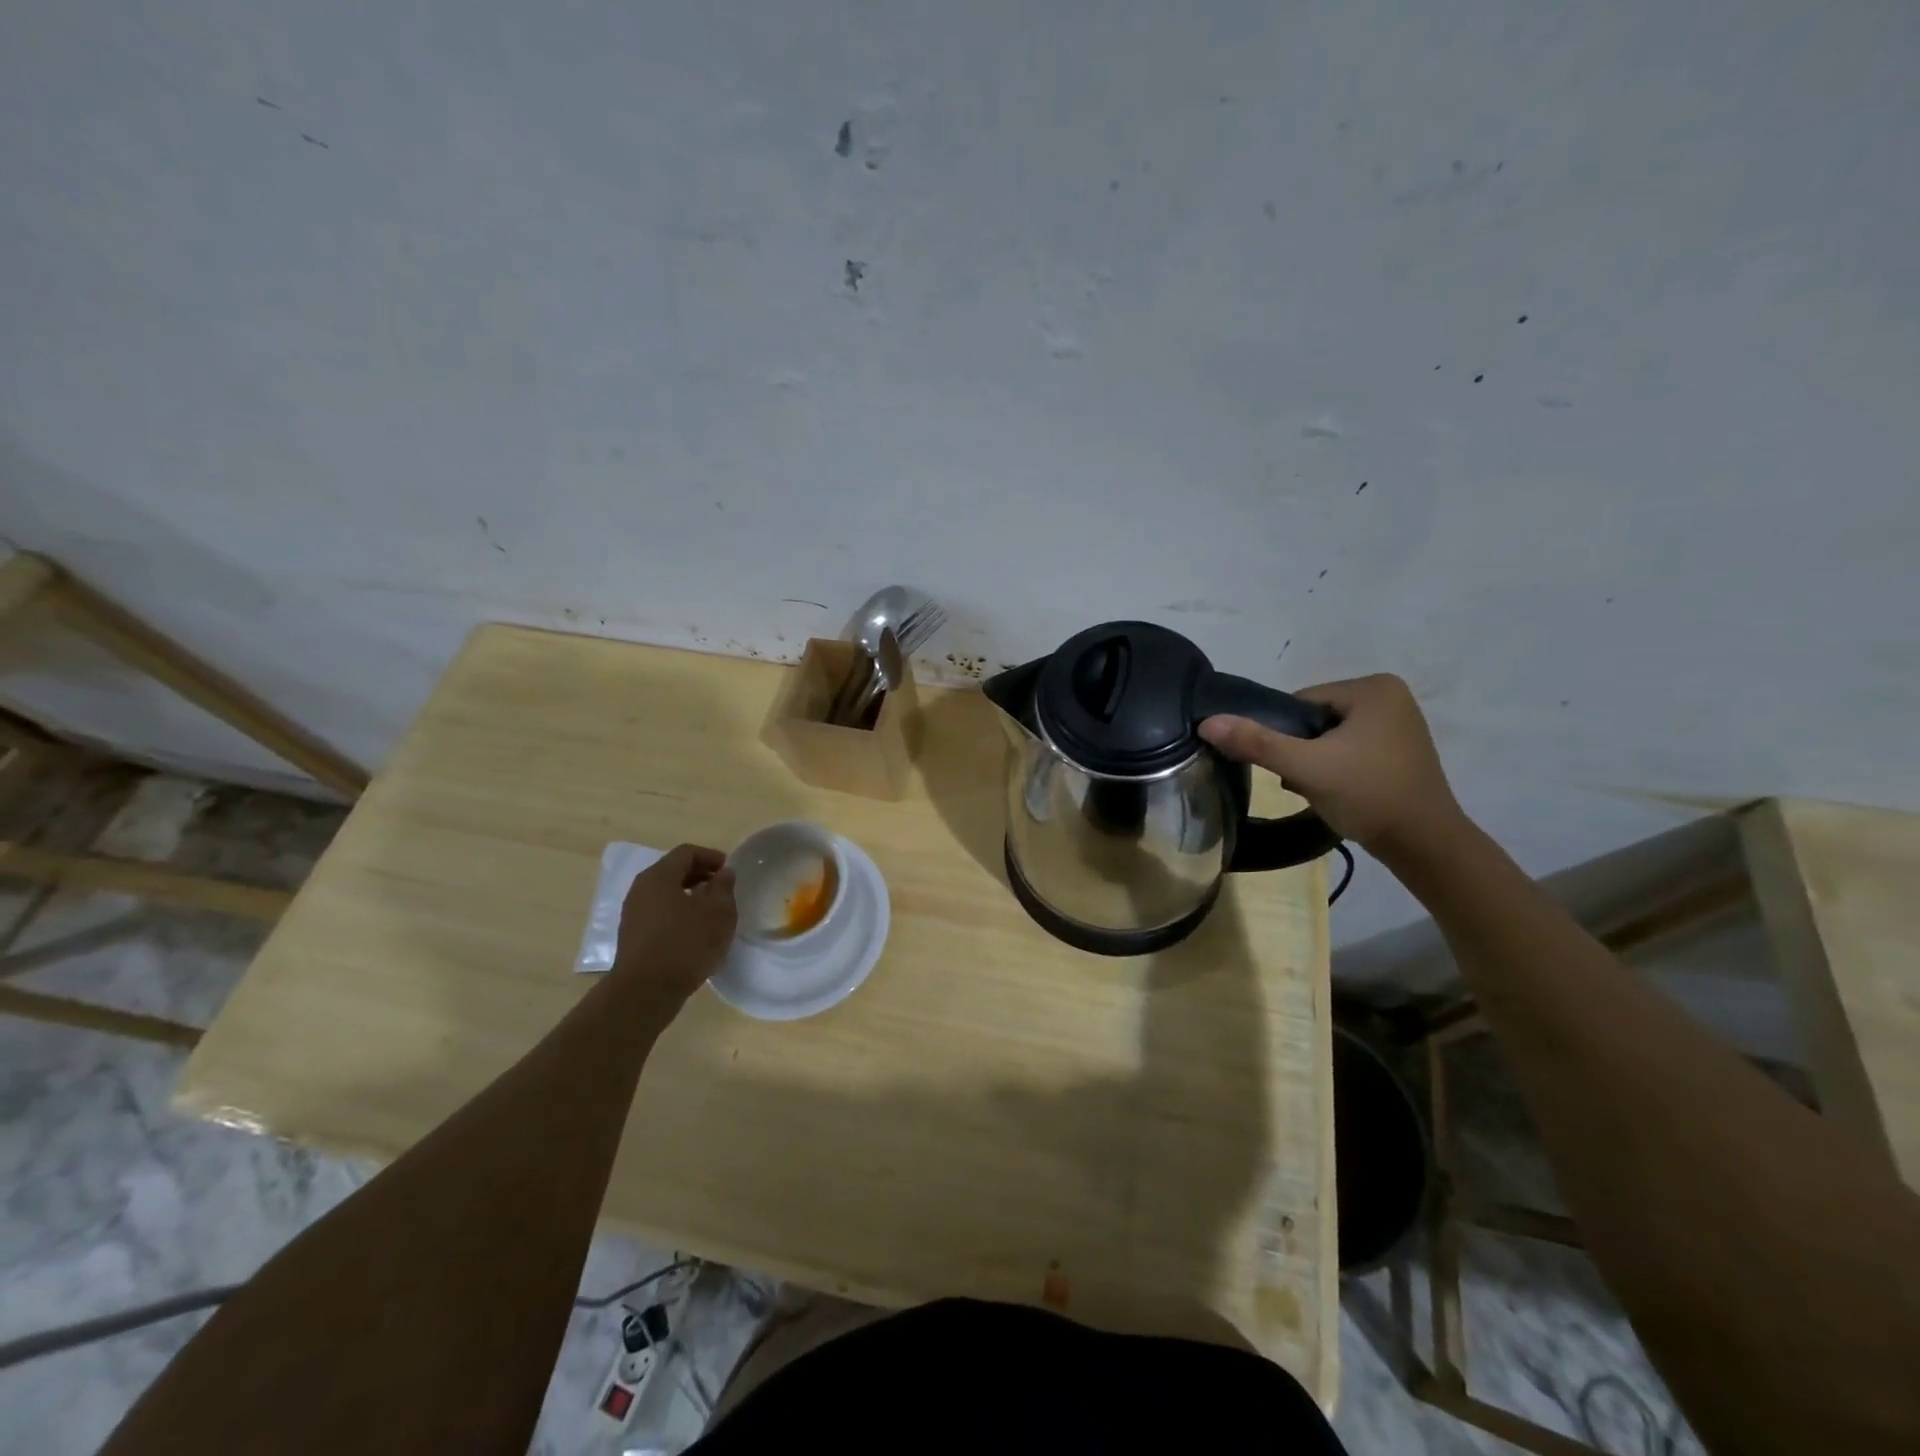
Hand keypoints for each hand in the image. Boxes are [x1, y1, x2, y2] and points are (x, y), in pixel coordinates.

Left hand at [613, 844, 737, 1009]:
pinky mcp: (632, 937)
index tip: (729, 870)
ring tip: (711, 911)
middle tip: (722, 888)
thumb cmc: (686, 944)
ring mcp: (632, 914)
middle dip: (700, 875)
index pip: (686, 852)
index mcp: (659, 876)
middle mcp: (640, 889)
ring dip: (689, 896)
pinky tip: (694, 933)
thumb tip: (723, 873)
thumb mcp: (718, 912)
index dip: (711, 856)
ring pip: (664, 894)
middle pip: (672, 871)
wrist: (645, 992)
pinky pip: (658, 914)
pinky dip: (677, 914)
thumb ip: (723, 887)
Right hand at [1199, 674, 1463, 856]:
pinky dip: (1336, 768)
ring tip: (1322, 790)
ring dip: (1315, 762)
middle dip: (1301, 751)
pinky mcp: (1400, 750)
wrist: (1424, 845)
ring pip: (1329, 737)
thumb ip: (1256, 742)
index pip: (1300, 702)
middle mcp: (1391, 696)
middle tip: (1304, 782)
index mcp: (1373, 687)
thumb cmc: (1367, 795)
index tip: (1292, 767)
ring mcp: (1398, 724)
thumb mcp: (1305, 767)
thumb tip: (1207, 722)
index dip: (1285, 735)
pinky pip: (1350, 750)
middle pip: (1314, 720)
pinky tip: (1338, 792)